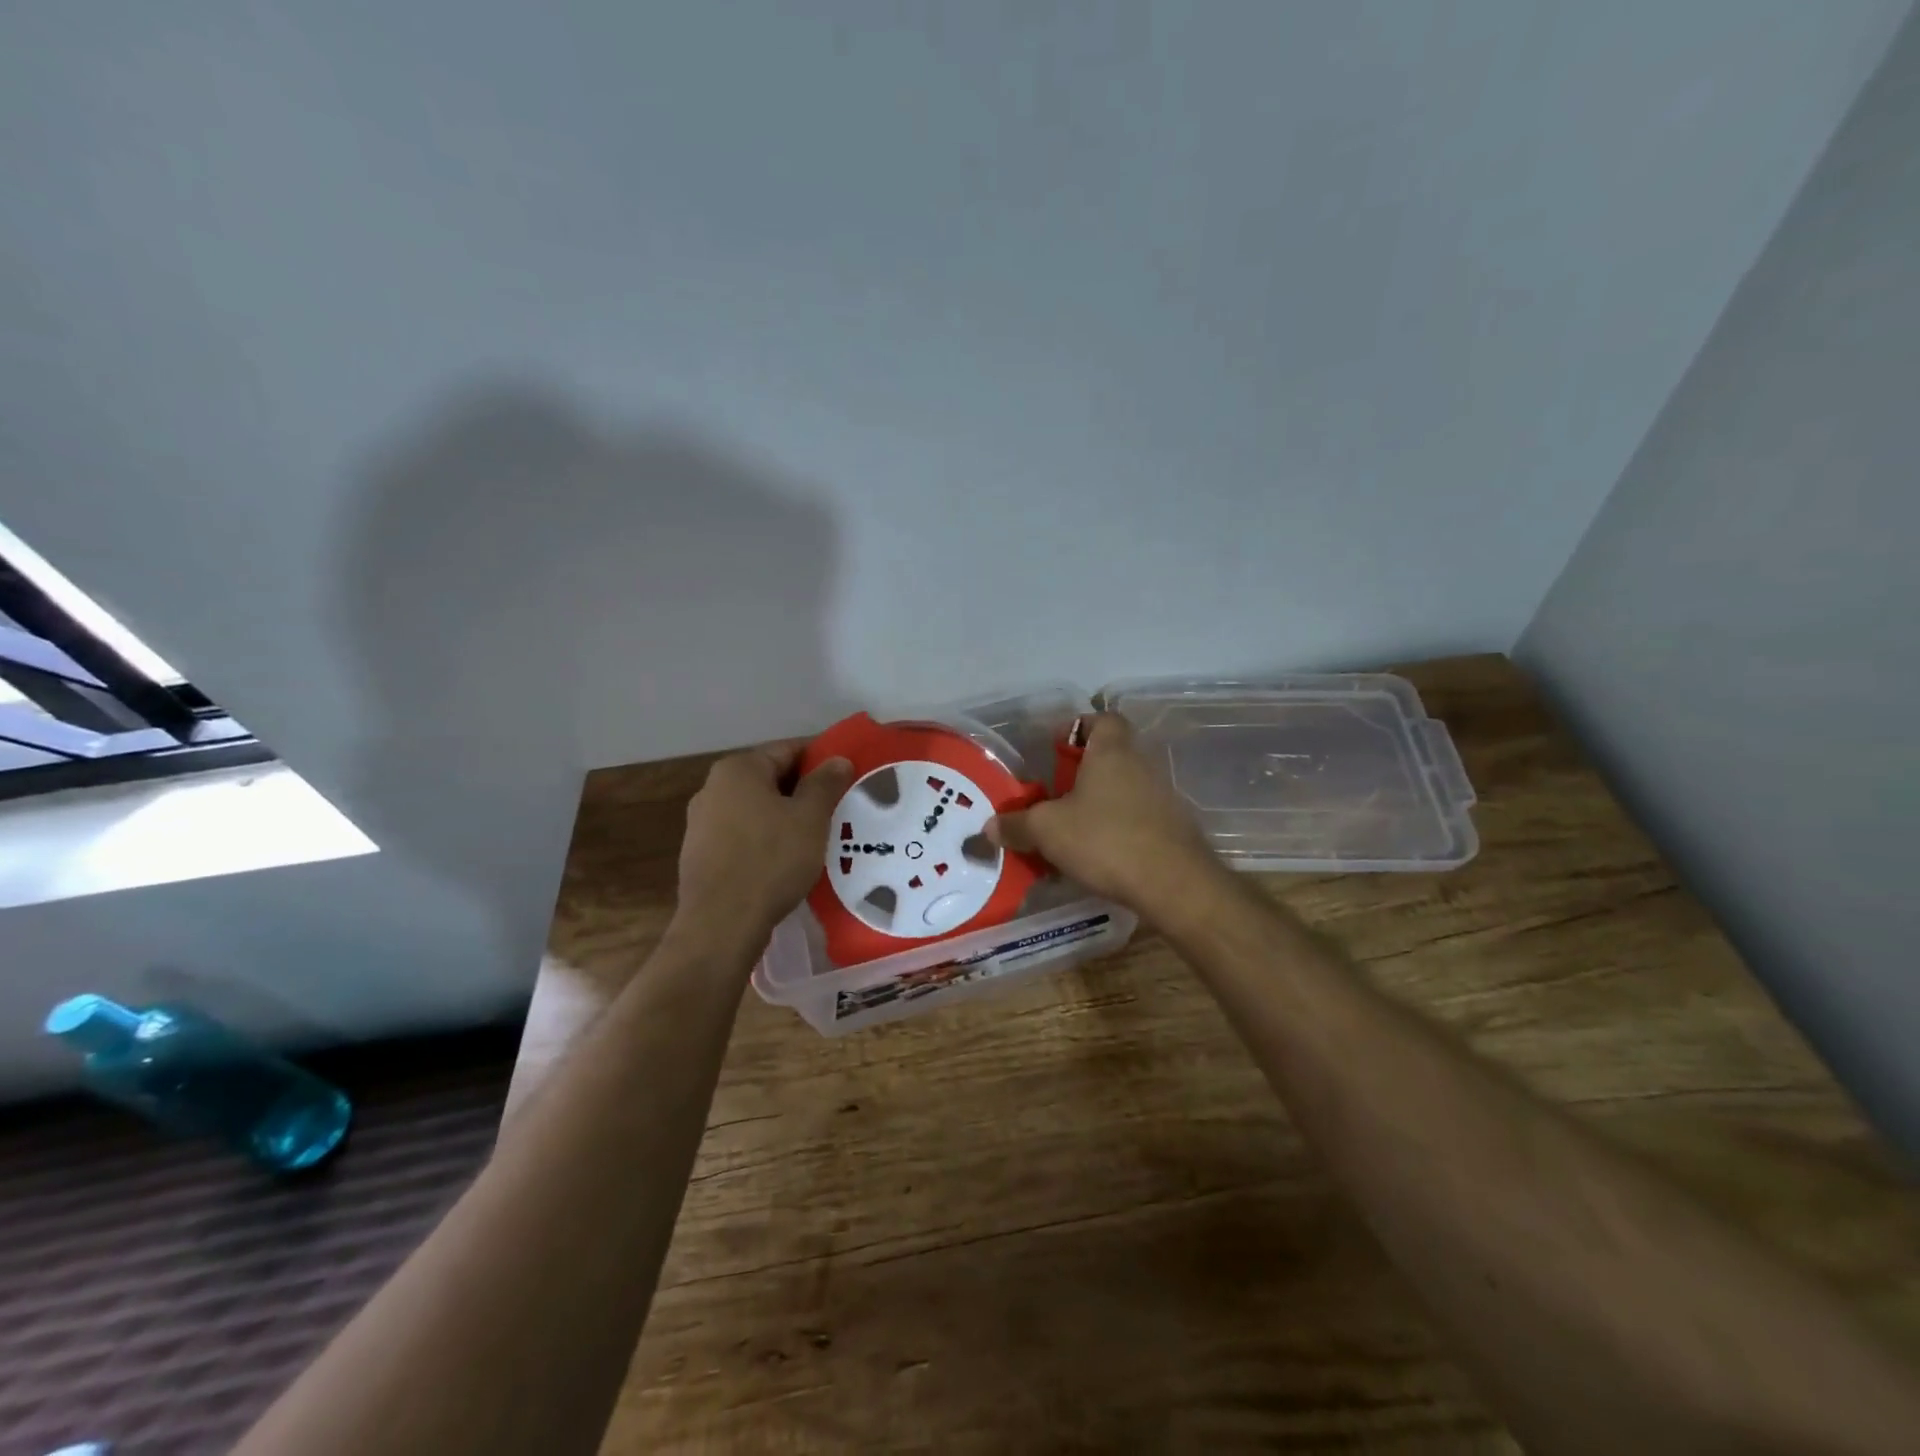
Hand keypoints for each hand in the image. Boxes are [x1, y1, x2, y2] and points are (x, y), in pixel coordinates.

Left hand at [675, 741, 852, 948]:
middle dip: (803, 790)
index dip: (821, 759)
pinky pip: (742, 834)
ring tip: (816, 836)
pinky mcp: (700, 853)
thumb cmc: (771, 860)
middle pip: (770, 778)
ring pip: (756, 808)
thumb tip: (838, 759)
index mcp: (738, 769)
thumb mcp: (810, 818)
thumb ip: (825, 783)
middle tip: (837, 807)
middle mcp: (713, 787)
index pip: (788, 749)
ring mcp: (701, 822)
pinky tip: (785, 860)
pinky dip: (765, 838)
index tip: (847, 775)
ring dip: (785, 816)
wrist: (721, 924)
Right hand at [987, 714, 1221, 917]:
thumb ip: (1017, 825)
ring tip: (1068, 832)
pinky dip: (1115, 830)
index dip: (1079, 727)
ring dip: (1097, 805)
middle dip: (1080, 774)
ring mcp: (1161, 797)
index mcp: (1111, 752)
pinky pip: (1135, 819)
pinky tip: (1095, 857)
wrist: (1173, 883)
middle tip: (1052, 797)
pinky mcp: (1171, 829)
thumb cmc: (1105, 839)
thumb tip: (990, 826)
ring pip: (1121, 791)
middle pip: (1109, 757)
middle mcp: (1140, 765)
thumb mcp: (1048, 831)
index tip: (1056, 748)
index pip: (1102, 719)